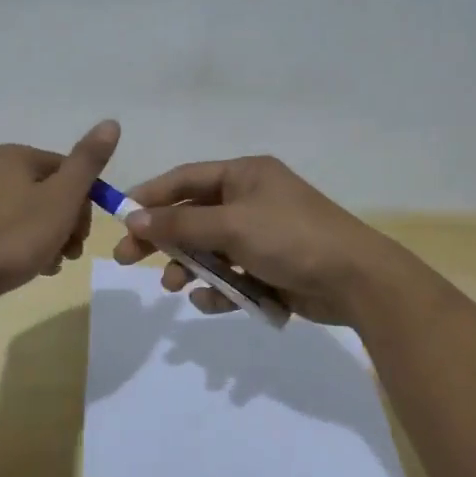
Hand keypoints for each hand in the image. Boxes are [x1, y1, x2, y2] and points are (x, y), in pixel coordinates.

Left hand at [0, 121, 119, 305]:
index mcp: (16, 157)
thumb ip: (88, 162)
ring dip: (51, 238)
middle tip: (70, 252)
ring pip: (32, 214)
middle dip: (69, 223)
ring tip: (52, 264)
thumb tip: (111, 122)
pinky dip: (26, 247)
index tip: (84, 234)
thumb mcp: (61, 198)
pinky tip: (32, 268)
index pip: (70, 170)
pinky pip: (10, 231)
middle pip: (51, 192)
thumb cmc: (14, 236)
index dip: (86, 202)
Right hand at [112, 155, 408, 325]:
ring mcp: (261, 235)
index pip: (186, 179)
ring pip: (209, 249)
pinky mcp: (269, 268)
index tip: (120, 217)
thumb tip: (133, 218)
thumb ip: (180, 224)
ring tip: (174, 285)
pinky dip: (218, 288)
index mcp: (244, 175)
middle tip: (127, 257)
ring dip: (189, 266)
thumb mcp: (231, 226)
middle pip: (192, 216)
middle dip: (163, 238)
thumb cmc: (290, 238)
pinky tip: (212, 301)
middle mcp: (251, 200)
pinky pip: (231, 275)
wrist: (355, 280)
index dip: (151, 196)